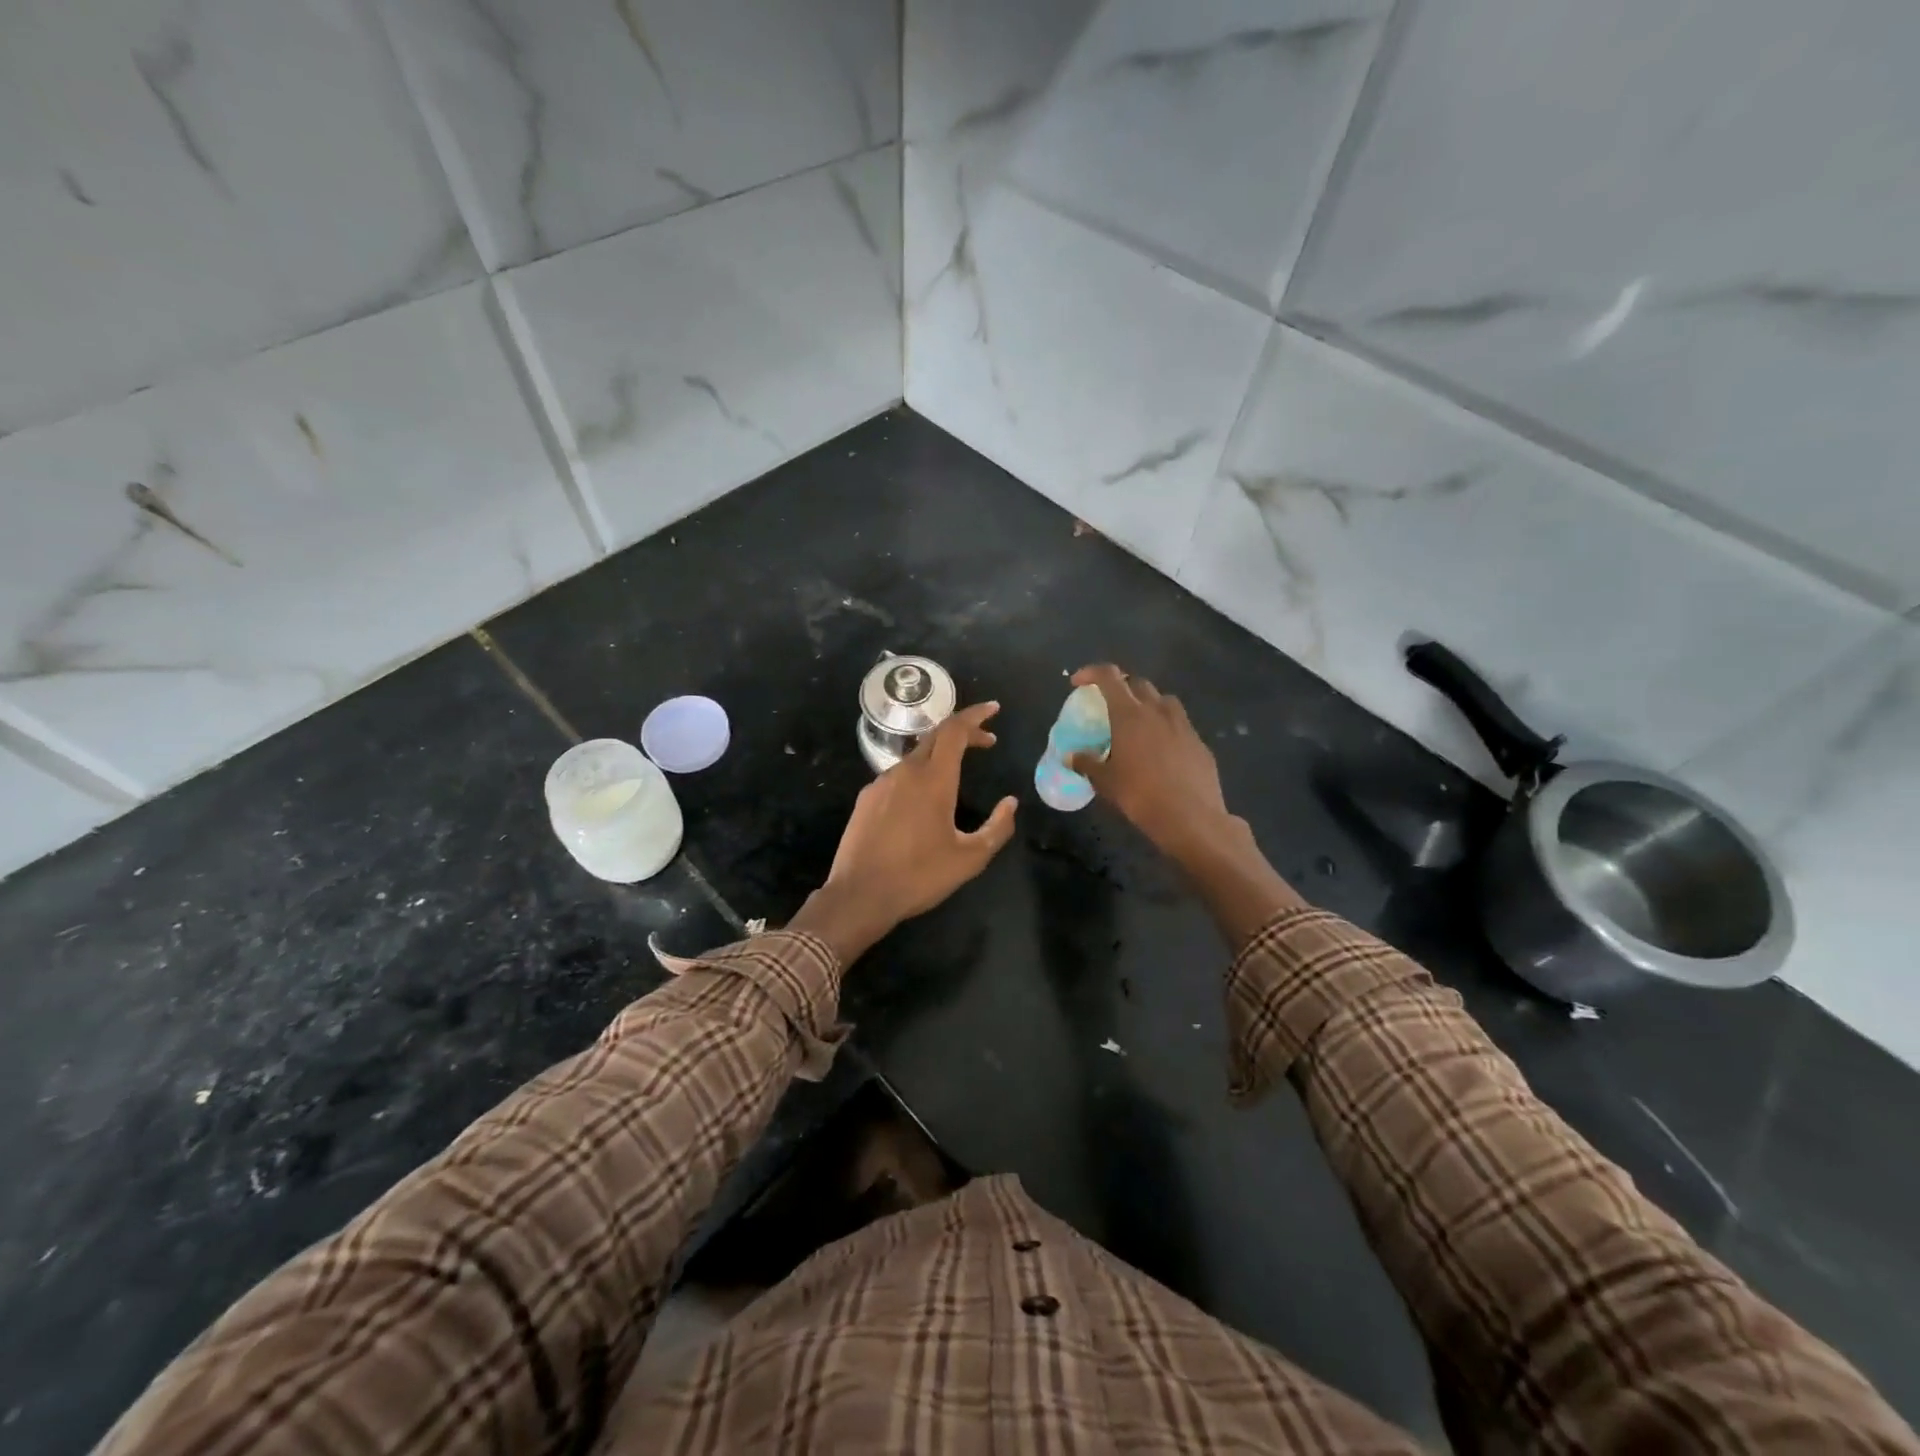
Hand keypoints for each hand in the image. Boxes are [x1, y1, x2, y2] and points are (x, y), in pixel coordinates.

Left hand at [790, 702, 1018, 963]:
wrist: (860, 895)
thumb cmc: (919, 876)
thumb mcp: (970, 858)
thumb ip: (997, 828)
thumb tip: (1011, 804)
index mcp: (934, 779)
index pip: (955, 730)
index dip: (975, 715)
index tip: (994, 710)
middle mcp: (906, 771)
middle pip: (935, 736)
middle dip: (963, 731)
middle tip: (986, 740)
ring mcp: (881, 783)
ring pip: (915, 756)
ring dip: (940, 754)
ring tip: (958, 770)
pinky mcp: (866, 798)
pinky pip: (897, 775)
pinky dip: (919, 773)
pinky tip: (924, 797)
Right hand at [1066, 664, 1234, 863]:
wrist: (1191, 817)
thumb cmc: (1140, 796)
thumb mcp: (1105, 782)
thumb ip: (1086, 764)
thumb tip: (1070, 757)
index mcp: (1129, 714)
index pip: (1109, 676)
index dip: (1091, 672)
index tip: (1078, 682)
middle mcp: (1157, 710)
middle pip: (1138, 683)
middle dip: (1121, 687)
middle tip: (1109, 705)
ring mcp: (1182, 724)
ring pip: (1163, 700)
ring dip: (1147, 704)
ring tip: (1138, 724)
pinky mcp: (1199, 742)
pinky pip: (1179, 724)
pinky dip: (1166, 727)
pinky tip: (1161, 750)